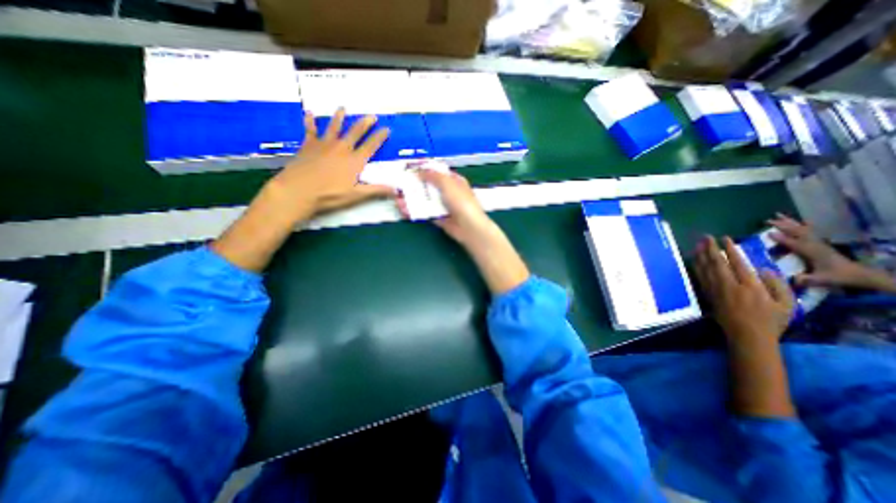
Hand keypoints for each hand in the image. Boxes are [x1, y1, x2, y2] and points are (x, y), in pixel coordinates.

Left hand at [265, 107, 391, 220]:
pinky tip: (308, 113)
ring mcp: (324, 144)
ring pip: (334, 127)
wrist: (299, 190)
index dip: (380, 137)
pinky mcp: (309, 145)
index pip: (371, 146)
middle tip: (371, 115)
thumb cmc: (330, 195)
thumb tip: (396, 190)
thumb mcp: (356, 195)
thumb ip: (376, 190)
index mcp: (355, 160)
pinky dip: (310, 121)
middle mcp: (342, 148)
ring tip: (343, 108)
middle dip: (365, 123)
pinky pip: (310, 130)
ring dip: (339, 117)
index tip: (387, 128)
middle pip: (355, 132)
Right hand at [398, 169, 502, 247]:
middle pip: (429, 186)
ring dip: (412, 199)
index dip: (425, 169)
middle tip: (399, 185)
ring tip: (398, 199)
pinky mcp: (439, 218)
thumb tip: (420, 170)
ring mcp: (443, 206)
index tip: (410, 169)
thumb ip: (433, 175)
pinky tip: (405, 209)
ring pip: (425, 200)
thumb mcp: (447, 183)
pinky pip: (425, 212)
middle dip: (414, 185)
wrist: (468, 227)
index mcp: (454, 180)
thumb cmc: (461, 202)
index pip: (438, 172)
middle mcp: (448, 192)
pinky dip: (415, 211)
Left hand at [687, 235, 793, 345]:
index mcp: (749, 286)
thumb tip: (765, 269)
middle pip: (716, 263)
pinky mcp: (707, 295)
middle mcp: (729, 285)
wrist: (747, 336)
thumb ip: (778, 285)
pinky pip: (700, 277)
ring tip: (698, 245)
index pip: (737, 263)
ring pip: (705, 269)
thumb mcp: (787, 304)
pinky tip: (695, 260)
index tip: (725, 238)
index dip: (730, 249)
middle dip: (710, 248)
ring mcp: (715, 290)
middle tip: (706, 237)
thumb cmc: (771, 322)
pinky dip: (696, 267)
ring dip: (701, 255)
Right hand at [774, 212, 871, 289]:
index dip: (782, 239)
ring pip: (802, 229)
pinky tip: (800, 220)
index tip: (768, 233)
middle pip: (798, 232)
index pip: (795, 244)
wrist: (859, 274)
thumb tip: (793, 280)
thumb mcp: (823, 280)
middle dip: (783, 226)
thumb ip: (808, 280)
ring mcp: (818, 243)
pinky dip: (803, 225)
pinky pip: (810, 231)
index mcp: (813, 253)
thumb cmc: (838, 277)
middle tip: (767, 220)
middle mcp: (815, 245)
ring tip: (777, 215)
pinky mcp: (820, 243)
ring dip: (790, 222)